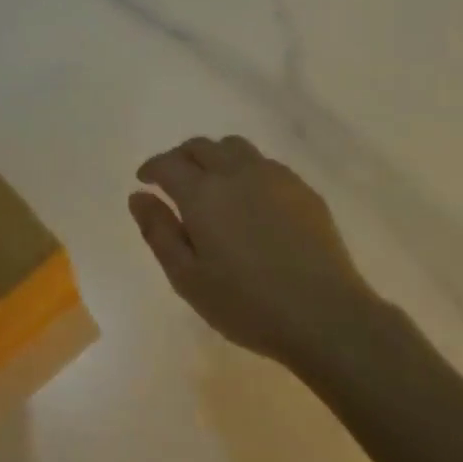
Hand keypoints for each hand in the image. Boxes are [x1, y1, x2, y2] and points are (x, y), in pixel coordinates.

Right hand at [129, 136, 386, 370]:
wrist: (324, 314)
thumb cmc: (246, 304)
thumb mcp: (187, 277)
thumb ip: (159, 232)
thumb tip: (138, 196)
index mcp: (203, 193)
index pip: (169, 163)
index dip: (152, 168)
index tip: (145, 180)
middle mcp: (238, 173)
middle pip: (202, 146)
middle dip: (181, 157)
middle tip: (173, 181)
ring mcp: (275, 177)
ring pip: (236, 148)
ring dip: (215, 157)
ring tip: (212, 184)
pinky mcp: (303, 190)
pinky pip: (266, 164)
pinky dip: (246, 170)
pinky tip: (250, 200)